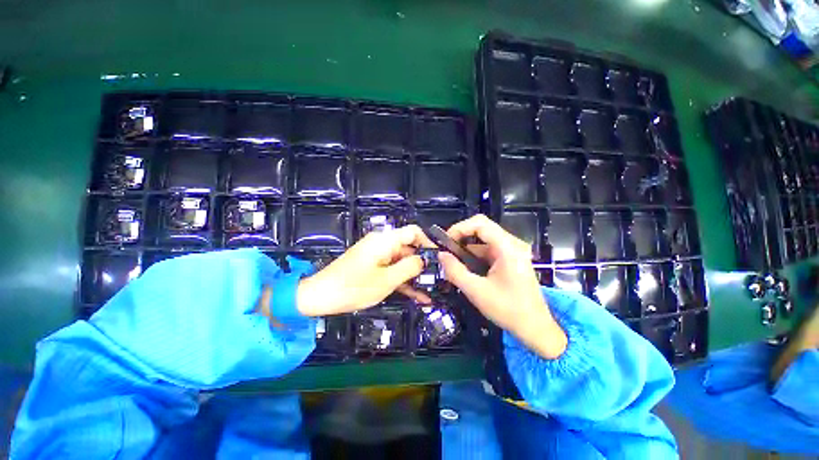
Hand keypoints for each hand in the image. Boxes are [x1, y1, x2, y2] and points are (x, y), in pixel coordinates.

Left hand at [296, 225, 433, 315]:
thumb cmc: (353, 287)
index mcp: (385, 240)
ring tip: (431, 292)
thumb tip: (425, 259)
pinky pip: (392, 270)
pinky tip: (417, 297)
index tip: (439, 259)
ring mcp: (377, 256)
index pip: (413, 231)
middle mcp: (382, 244)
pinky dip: (403, 281)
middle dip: (424, 264)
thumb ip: (409, 267)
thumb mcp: (386, 280)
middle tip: (438, 280)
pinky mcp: (373, 266)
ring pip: (402, 262)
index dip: (428, 243)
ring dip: (415, 276)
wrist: (320, 296)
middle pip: (409, 248)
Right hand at [438, 215, 566, 358]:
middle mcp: (512, 244)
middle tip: (447, 251)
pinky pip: (489, 249)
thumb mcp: (476, 291)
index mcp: (508, 248)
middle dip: (462, 237)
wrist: (535, 328)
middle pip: (482, 228)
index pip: (480, 223)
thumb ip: (455, 271)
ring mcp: (513, 251)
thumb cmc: (508, 310)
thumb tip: (441, 255)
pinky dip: (475, 255)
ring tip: (453, 262)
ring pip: (484, 239)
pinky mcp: (511, 258)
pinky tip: (466, 268)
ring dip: (467, 248)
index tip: (446, 241)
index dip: (460, 228)